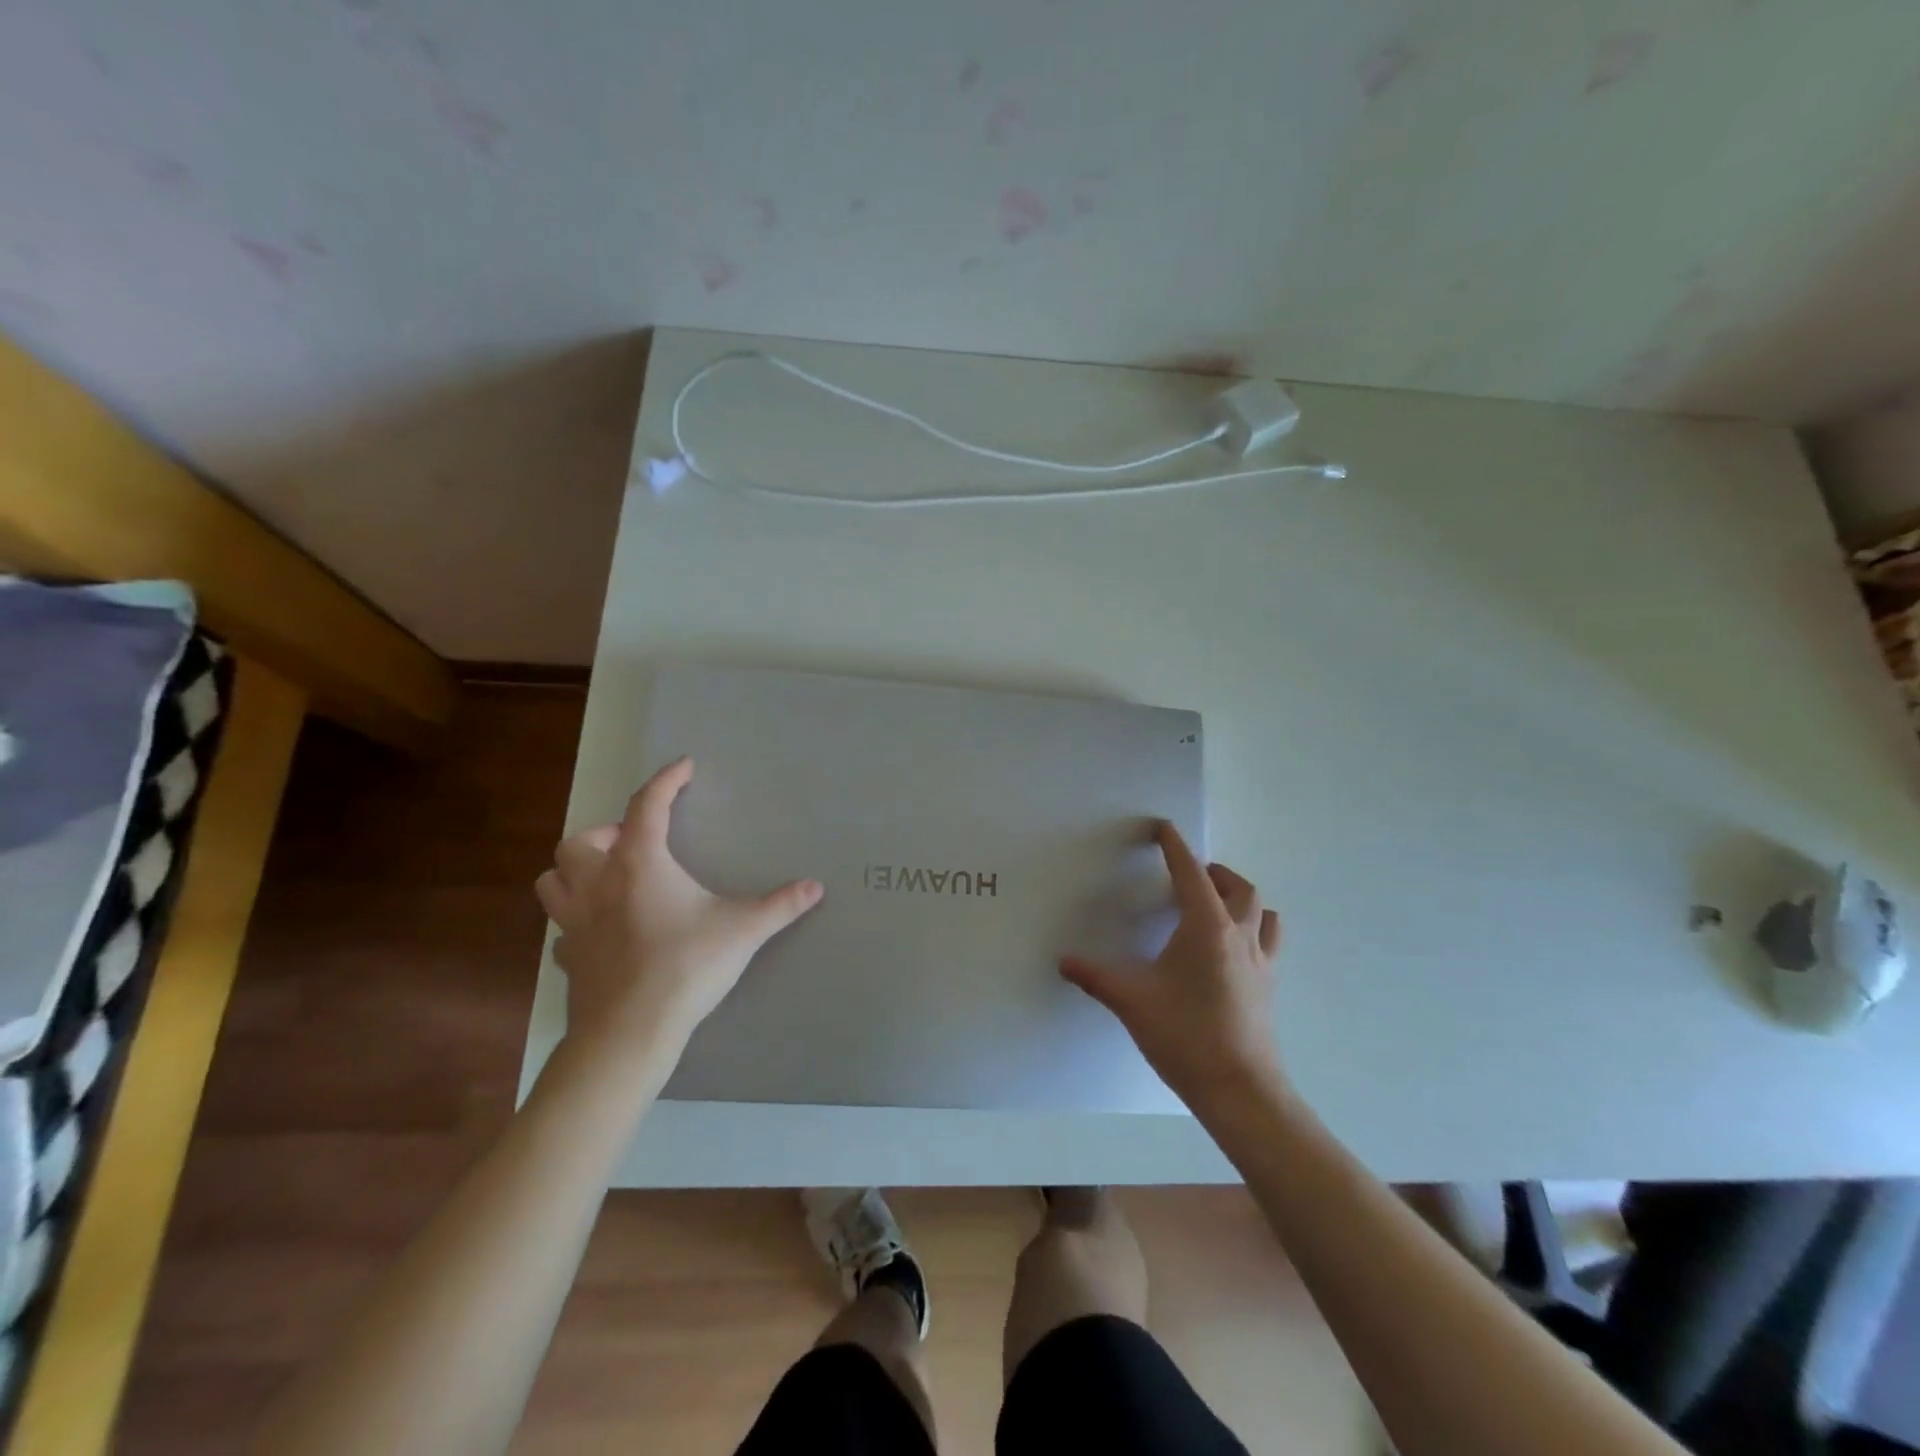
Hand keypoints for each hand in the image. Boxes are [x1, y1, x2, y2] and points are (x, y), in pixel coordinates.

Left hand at [536, 757, 823, 1052]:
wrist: (630, 1033)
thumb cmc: (685, 967)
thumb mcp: (743, 930)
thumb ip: (780, 905)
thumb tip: (816, 886)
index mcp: (639, 864)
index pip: (647, 805)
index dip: (666, 780)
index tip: (684, 767)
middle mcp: (599, 883)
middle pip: (580, 840)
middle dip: (606, 834)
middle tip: (638, 844)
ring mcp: (575, 922)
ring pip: (553, 879)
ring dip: (576, 870)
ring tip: (609, 878)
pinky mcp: (569, 957)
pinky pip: (562, 926)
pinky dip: (577, 918)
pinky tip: (602, 930)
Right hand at [1060, 822, 1284, 1110]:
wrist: (1240, 1090)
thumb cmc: (1185, 1035)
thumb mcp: (1131, 1001)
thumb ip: (1095, 976)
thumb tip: (1064, 961)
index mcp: (1207, 927)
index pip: (1191, 873)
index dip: (1175, 847)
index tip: (1164, 828)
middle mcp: (1239, 935)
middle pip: (1237, 887)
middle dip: (1213, 872)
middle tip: (1189, 874)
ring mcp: (1261, 961)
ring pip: (1261, 911)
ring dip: (1240, 897)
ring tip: (1217, 903)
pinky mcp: (1269, 985)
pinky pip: (1268, 940)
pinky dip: (1254, 928)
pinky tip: (1233, 948)